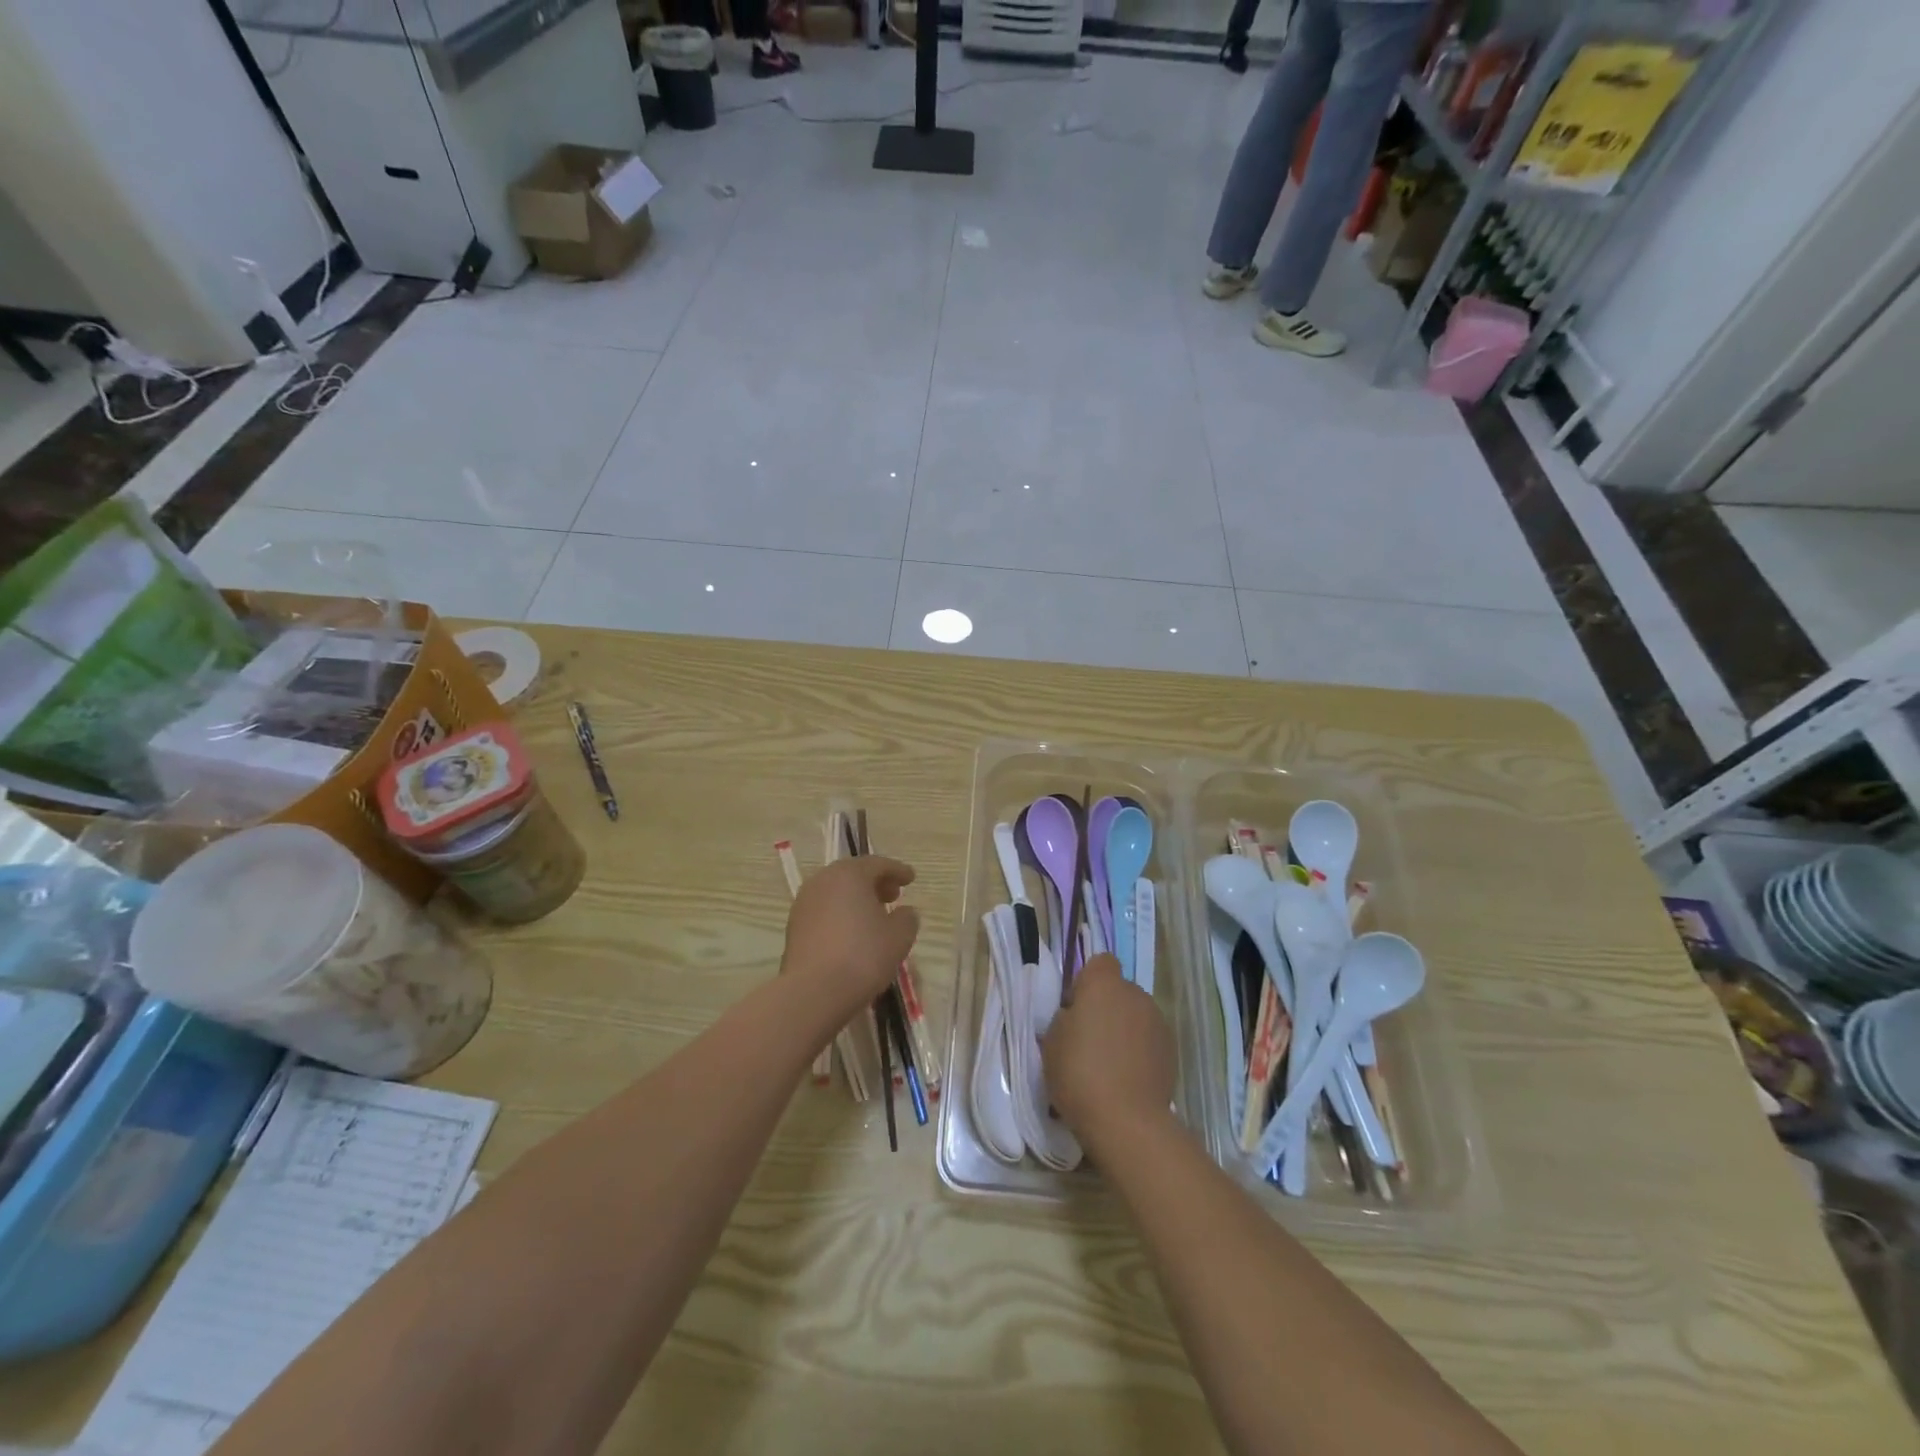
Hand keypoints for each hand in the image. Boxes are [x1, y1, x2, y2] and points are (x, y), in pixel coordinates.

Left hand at [782, 855, 918, 1019]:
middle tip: (894, 896)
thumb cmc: (863, 956)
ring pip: (836, 892)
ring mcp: (804, 904)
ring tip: (874, 917)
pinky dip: (840, 914)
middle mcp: (822, 881)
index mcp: (849, 874)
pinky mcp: (794, 927)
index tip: (911, 879)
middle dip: (875, 883)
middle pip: (853, 874)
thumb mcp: (899, 936)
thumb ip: (907, 918)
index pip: (878, 864)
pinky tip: (852, 934)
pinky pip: (824, 911)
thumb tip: (905, 912)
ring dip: (856, 899)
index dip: (898, 870)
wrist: (813, 992)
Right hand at [1042, 955, 1175, 1147]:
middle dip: (1106, 1008)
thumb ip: (1066, 1017)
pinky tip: (1127, 1079)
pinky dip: (1140, 1051)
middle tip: (1088, 1041)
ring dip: (1124, 1030)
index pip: (1100, 963)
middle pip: (1119, 990)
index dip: (1087, 982)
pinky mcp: (1172, 1050)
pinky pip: (1149, 1040)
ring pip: (1135, 1016)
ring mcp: (1158, 1022)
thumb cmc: (1079, 1073)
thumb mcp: (1051, 1040)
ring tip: (1110, 1065)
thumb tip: (1078, 1017)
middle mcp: (1135, 994)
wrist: (1126, 1120)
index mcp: (1104, 984)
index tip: (1075, 1010)